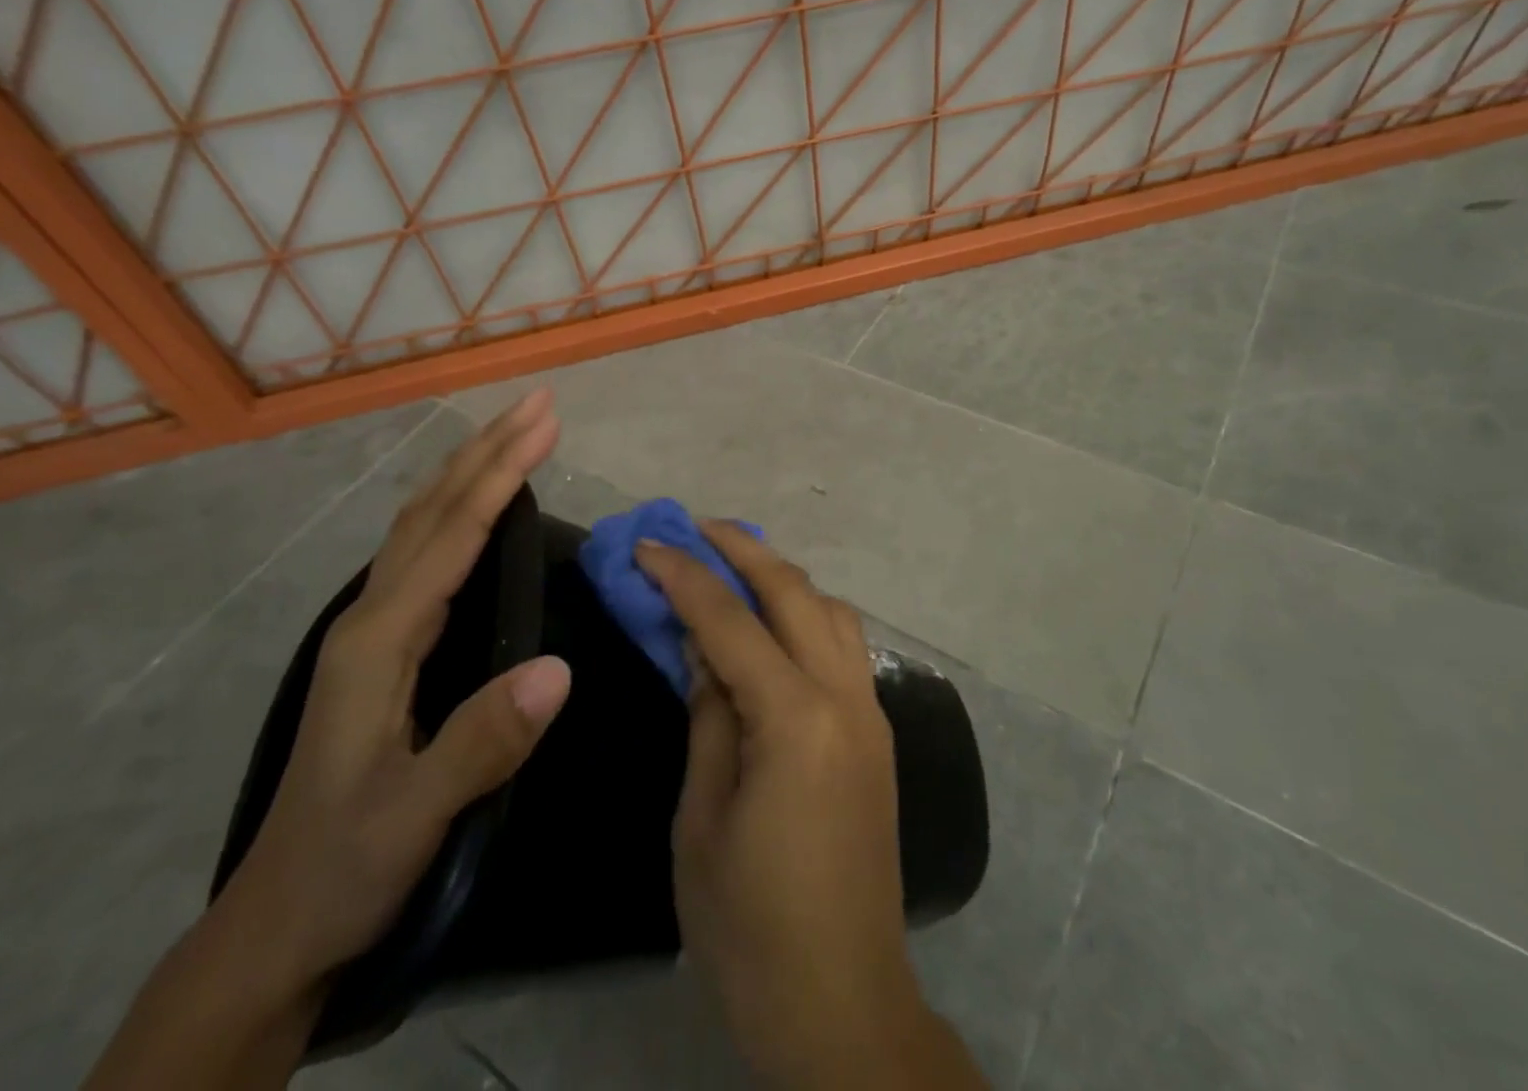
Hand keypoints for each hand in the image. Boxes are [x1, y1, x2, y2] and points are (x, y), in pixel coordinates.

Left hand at [213, 388, 572, 1002]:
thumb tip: (560, 667)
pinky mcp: (384, 643)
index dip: (500, 475)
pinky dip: (458, 506)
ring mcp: (372, 627)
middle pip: (432, 511)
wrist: (279, 921)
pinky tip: (477, 504)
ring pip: (423, 523)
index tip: (544, 423)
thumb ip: (483, 741)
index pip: (450, 536)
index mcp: (379, 640)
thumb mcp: (415, 815)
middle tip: (539, 402)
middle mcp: (370, 616)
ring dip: (471, 468)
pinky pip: (425, 550)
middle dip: (488, 449)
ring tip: (514, 430)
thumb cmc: (348, 864)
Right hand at [636, 524, 984, 1090]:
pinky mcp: (878, 732)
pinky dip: (807, 613)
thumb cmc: (749, 923)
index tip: (649, 544)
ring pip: (831, 609)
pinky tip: (774, 623)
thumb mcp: (701, 816)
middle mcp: (845, 696)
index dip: (685, 576)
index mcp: (795, 718)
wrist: (840, 1000)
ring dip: (783, 577)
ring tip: (735, 565)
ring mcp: (871, 711)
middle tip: (698, 527)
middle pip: (795, 593)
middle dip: (744, 550)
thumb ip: (708, 715)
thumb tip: (701, 647)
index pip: (731, 621)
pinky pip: (843, 644)